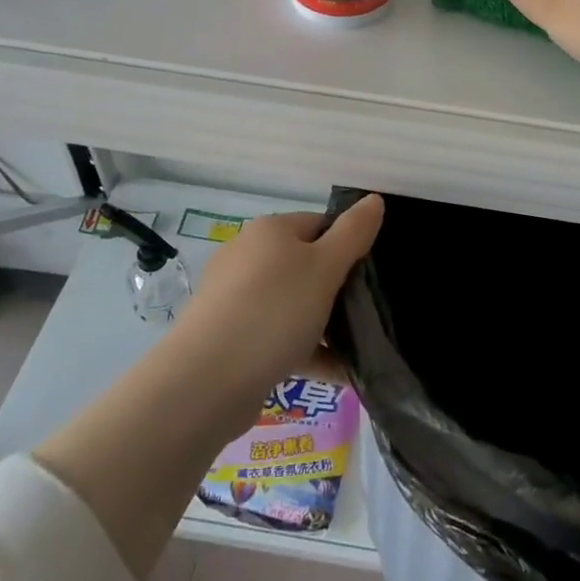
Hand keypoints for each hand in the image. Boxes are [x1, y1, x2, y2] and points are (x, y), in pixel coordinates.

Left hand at [176, 195, 384, 414]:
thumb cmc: (274, 311)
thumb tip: (373, 198)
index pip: (320, 224)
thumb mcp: (325, 267)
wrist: (206, 381)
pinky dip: (307, 351)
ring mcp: (236, 300)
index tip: (372, 274)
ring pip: (293, 304)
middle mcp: (248, 257)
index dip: (349, 244)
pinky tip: (339, 374)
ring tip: (360, 348)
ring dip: (325, 325)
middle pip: (306, 265)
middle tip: (369, 312)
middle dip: (338, 289)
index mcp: (270, 231)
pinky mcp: (231, 339)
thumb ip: (353, 233)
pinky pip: (278, 338)